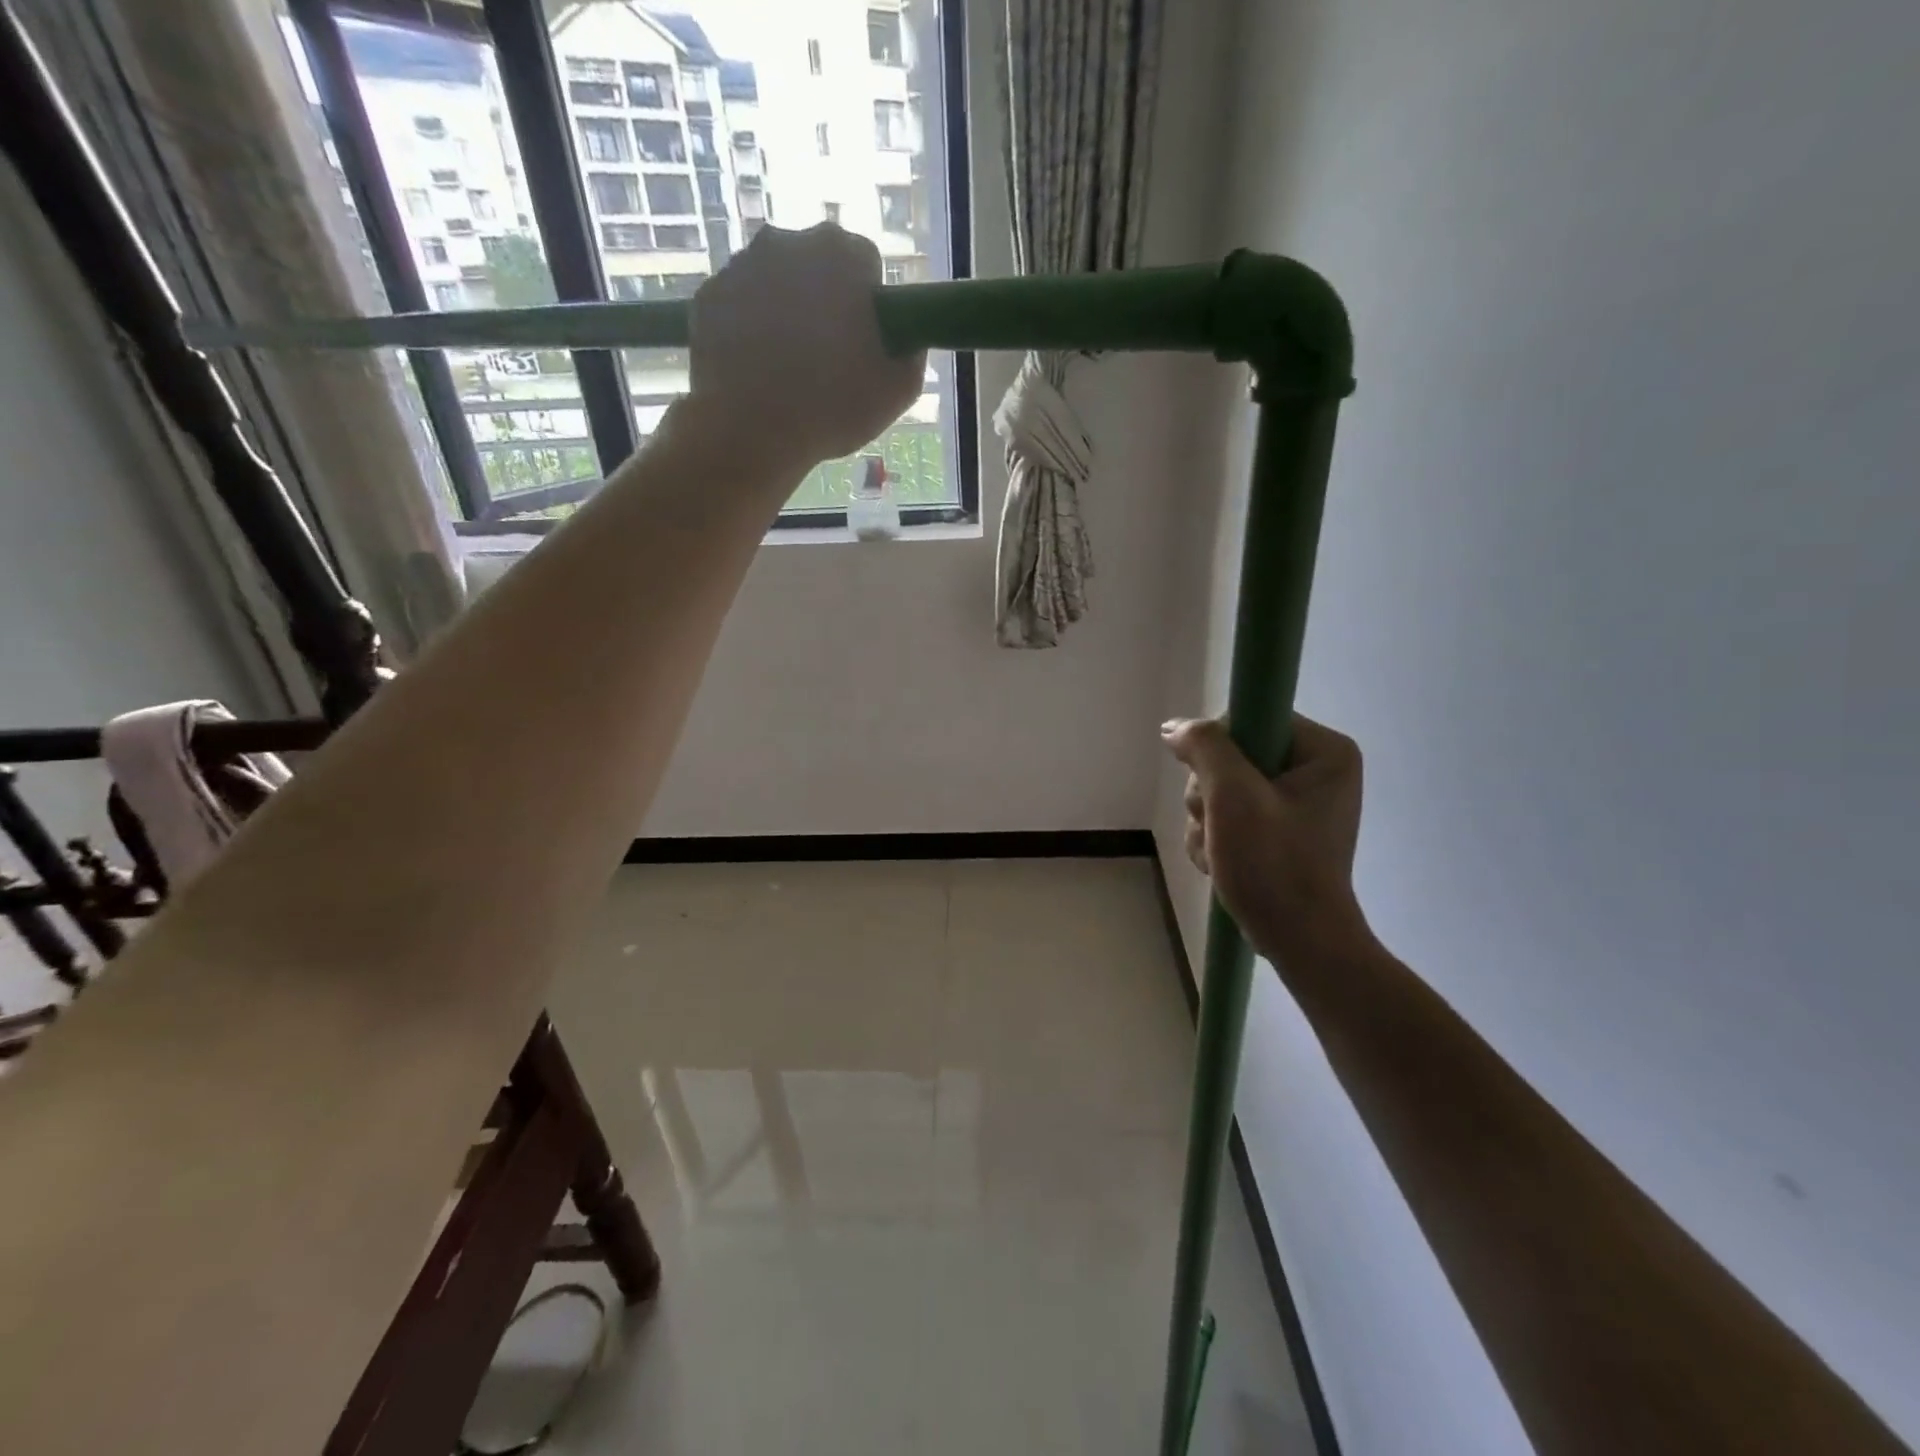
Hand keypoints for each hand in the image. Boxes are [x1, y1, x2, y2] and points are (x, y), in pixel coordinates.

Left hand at [688, 223, 926, 476]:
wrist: (751, 432)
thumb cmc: (834, 407)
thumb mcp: (899, 388)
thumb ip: (910, 350)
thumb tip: (905, 338)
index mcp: (841, 255)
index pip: (865, 264)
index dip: (868, 305)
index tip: (864, 343)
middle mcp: (787, 242)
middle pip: (816, 265)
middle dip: (824, 299)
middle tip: (827, 356)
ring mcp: (740, 266)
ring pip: (775, 281)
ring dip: (786, 311)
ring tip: (789, 367)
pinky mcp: (707, 296)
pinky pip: (739, 305)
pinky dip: (749, 327)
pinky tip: (757, 369)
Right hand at [1162, 714, 1373, 963]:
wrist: (1299, 942)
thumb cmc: (1274, 866)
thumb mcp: (1233, 797)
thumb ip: (1204, 747)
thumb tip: (1174, 727)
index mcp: (1324, 751)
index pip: (1247, 719)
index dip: (1216, 751)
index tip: (1214, 788)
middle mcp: (1316, 769)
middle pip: (1230, 756)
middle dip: (1209, 795)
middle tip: (1219, 827)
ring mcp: (1297, 801)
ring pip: (1221, 787)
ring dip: (1206, 821)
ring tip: (1220, 853)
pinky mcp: (1279, 829)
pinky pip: (1228, 814)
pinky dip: (1215, 837)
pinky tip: (1221, 862)